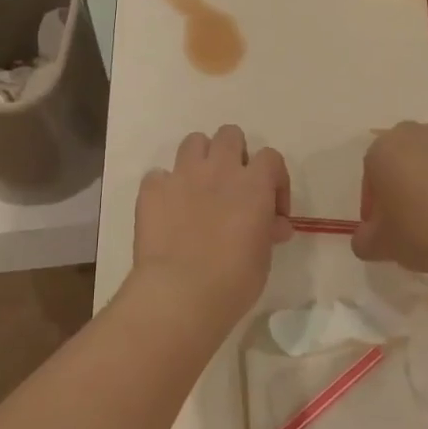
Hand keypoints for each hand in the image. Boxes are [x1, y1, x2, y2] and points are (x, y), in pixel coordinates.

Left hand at [133, 126, 292, 321]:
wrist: (180, 293)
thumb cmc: (233, 280)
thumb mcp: (263, 257)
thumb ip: (268, 231)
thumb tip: (275, 224)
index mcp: (253, 184)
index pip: (271, 157)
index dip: (275, 179)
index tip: (272, 209)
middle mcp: (219, 169)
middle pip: (230, 135)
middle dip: (235, 154)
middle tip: (234, 187)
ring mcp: (182, 175)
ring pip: (193, 142)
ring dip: (200, 160)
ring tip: (200, 188)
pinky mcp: (152, 189)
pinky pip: (158, 175)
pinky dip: (165, 187)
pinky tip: (168, 210)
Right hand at [354, 121, 427, 282]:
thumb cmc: (424, 233)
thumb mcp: (382, 246)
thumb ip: (364, 239)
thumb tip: (365, 238)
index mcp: (383, 150)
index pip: (371, 173)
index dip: (376, 202)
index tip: (385, 227)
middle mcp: (416, 132)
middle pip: (404, 155)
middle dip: (406, 179)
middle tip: (415, 216)